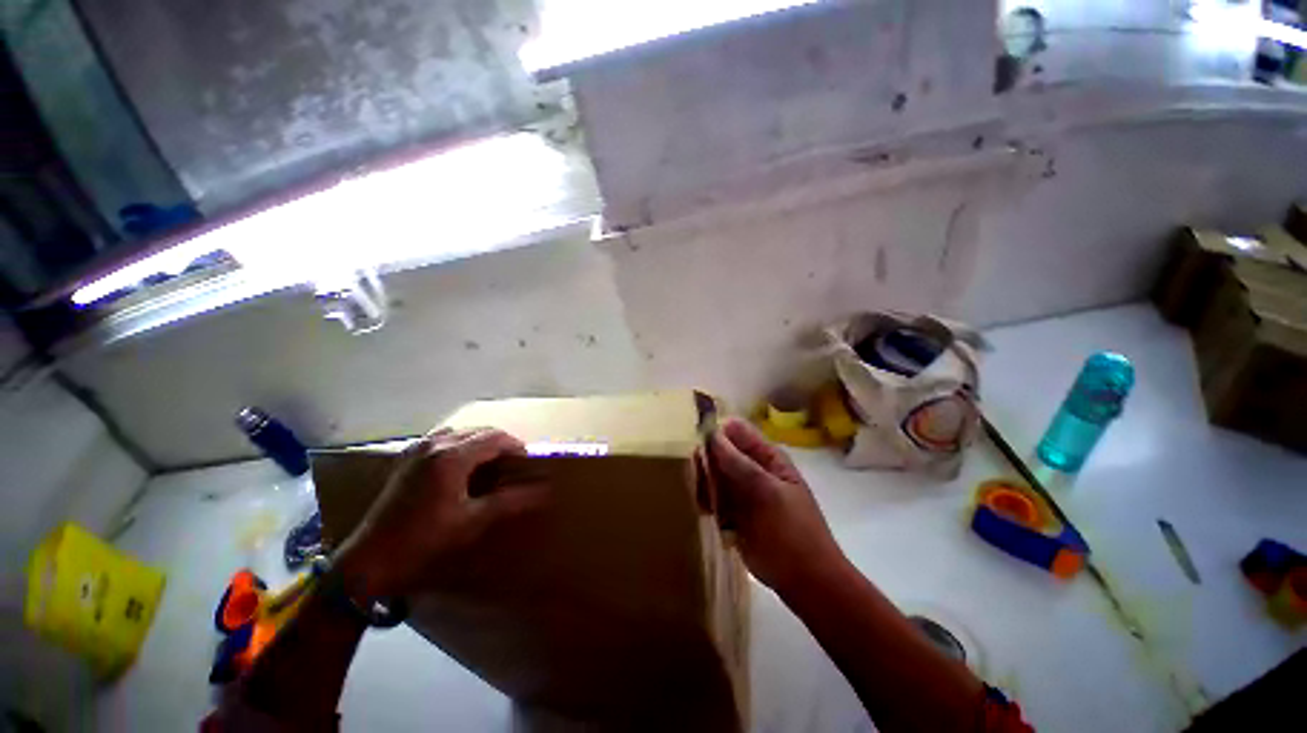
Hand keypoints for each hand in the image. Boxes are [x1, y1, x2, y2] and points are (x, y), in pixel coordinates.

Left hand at [334, 428, 546, 598]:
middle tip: (512, 465)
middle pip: (481, 431)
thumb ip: (510, 501)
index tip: (526, 463)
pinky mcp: (408, 457)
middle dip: (501, 443)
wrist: (369, 559)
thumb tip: (543, 490)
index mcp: (452, 457)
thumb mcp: (472, 521)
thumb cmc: (424, 541)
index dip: (516, 447)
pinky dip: (461, 445)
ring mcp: (418, 449)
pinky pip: (444, 438)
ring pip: (463, 432)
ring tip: (491, 464)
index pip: (496, 437)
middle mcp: (436, 444)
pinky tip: (462, 465)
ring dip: (481, 442)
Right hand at [708, 418, 847, 591]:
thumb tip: (712, 434)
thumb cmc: (792, 532)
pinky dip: (705, 500)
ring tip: (704, 500)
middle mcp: (752, 467)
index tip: (697, 445)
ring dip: (704, 482)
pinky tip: (705, 511)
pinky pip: (712, 496)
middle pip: (719, 451)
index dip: (715, 431)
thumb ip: (738, 463)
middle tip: (699, 479)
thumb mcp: (767, 493)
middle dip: (705, 460)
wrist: (805, 581)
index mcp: (767, 456)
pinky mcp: (732, 511)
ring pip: (712, 474)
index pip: (735, 430)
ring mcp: (741, 490)